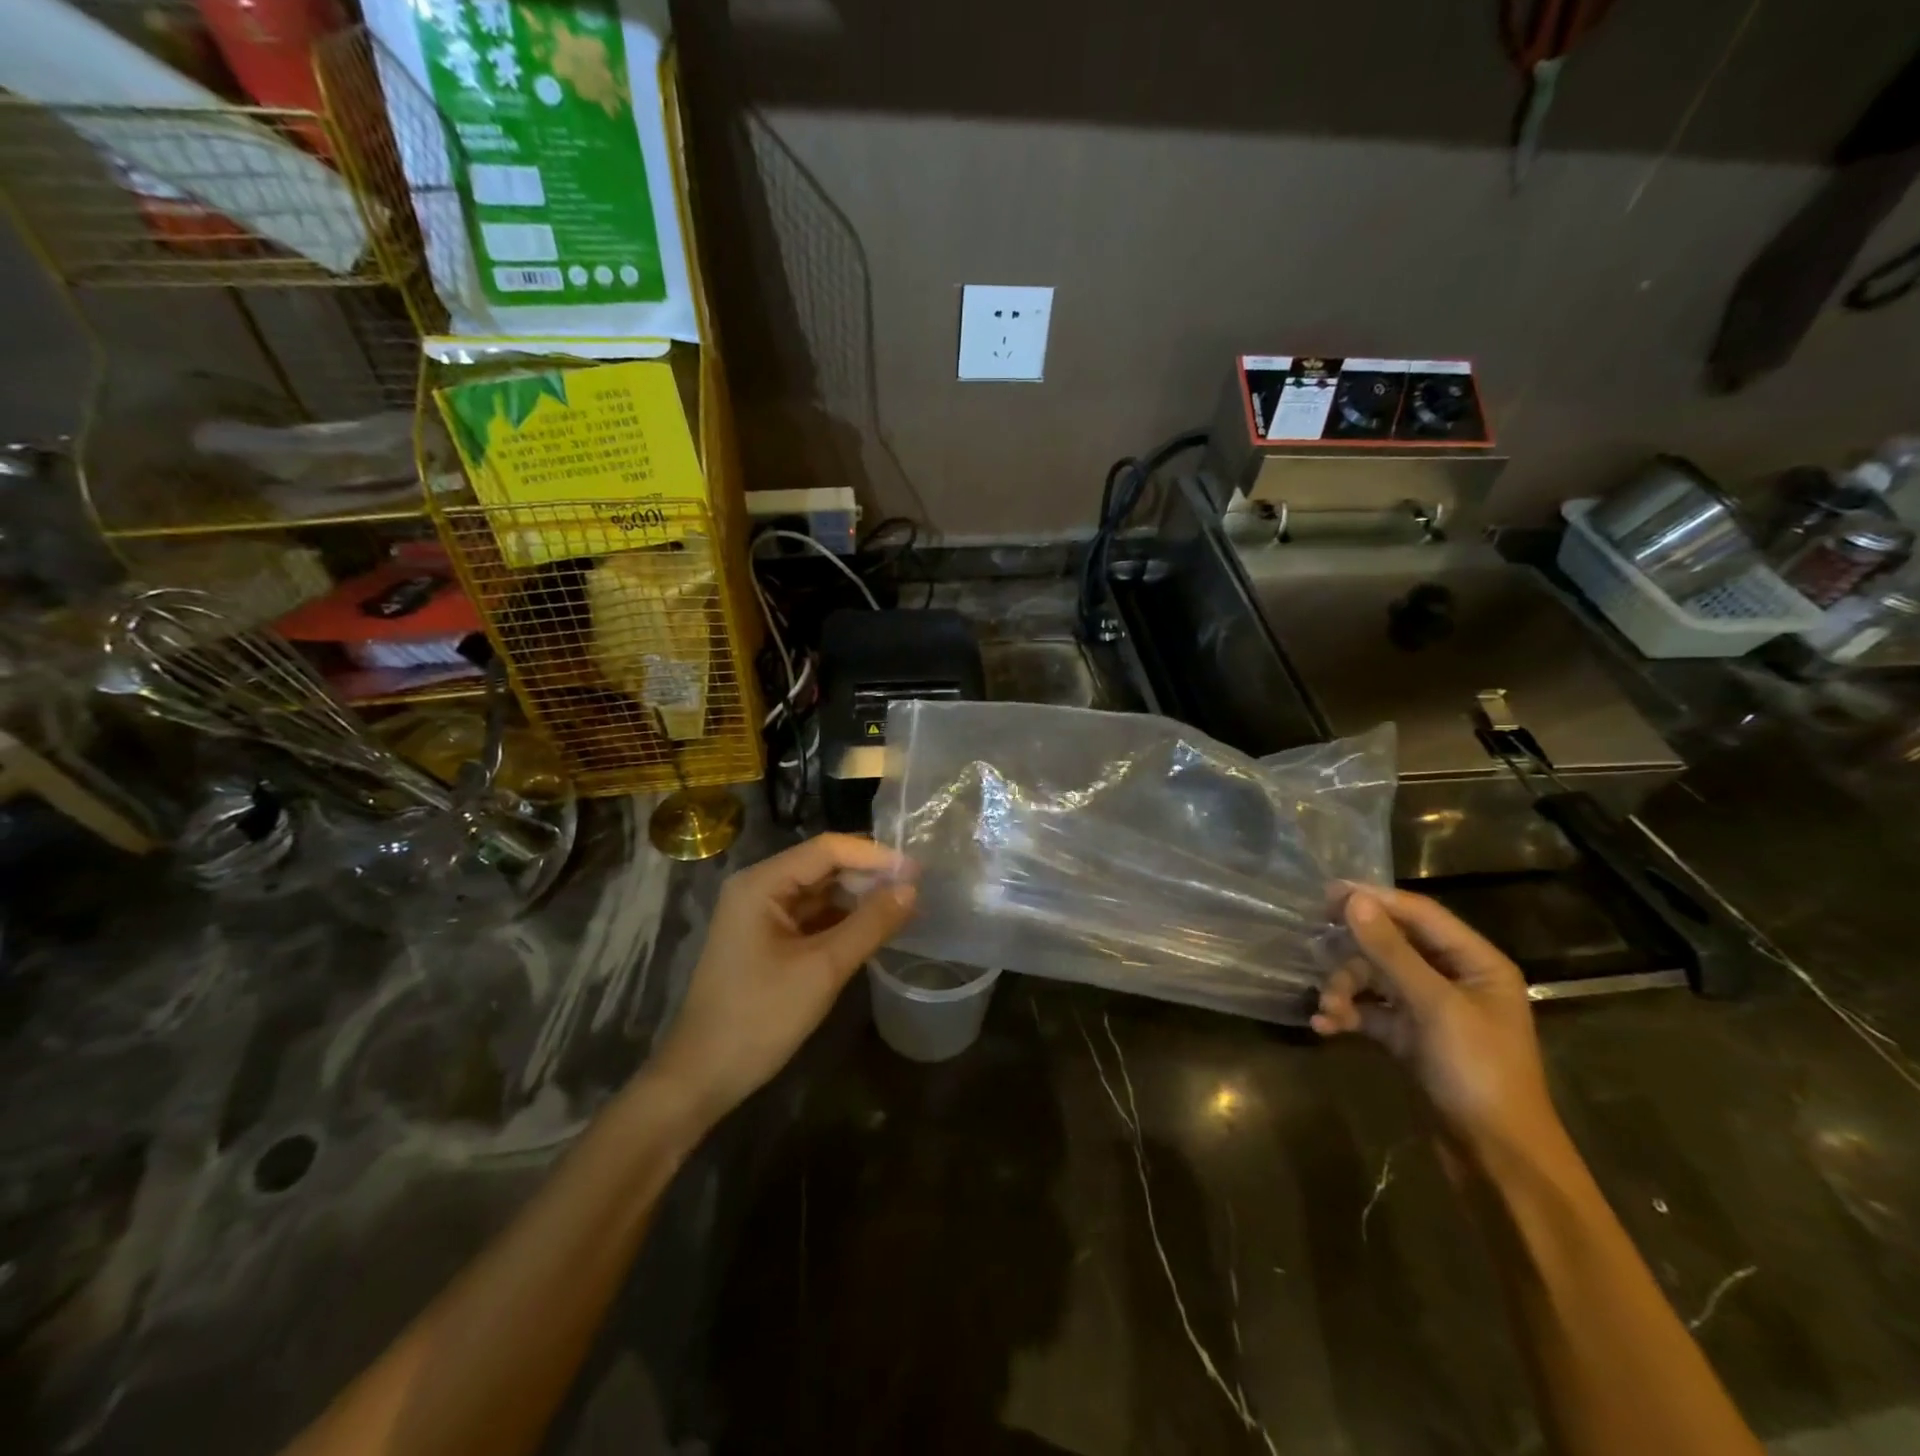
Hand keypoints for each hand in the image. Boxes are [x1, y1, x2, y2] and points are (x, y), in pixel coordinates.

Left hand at [648, 834, 916, 1123]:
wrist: (702, 1077)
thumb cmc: (760, 1017)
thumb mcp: (823, 969)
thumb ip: (870, 924)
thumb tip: (912, 889)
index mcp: (762, 883)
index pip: (828, 849)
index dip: (874, 855)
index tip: (918, 870)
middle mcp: (759, 887)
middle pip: (824, 866)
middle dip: (869, 875)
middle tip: (917, 890)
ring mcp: (761, 914)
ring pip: (821, 892)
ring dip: (859, 898)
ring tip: (905, 907)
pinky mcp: (767, 939)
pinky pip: (812, 916)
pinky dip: (843, 920)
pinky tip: (875, 928)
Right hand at [1312, 885, 1562, 1167]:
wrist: (1496, 1158)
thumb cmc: (1478, 1071)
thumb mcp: (1434, 1006)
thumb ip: (1391, 951)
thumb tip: (1353, 900)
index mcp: (1475, 963)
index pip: (1419, 914)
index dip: (1375, 900)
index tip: (1326, 893)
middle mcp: (1453, 979)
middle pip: (1391, 946)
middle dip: (1353, 953)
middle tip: (1314, 944)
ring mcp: (1430, 1009)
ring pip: (1374, 979)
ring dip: (1345, 989)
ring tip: (1327, 1008)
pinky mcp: (1409, 1037)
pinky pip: (1370, 1011)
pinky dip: (1348, 1015)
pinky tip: (1326, 1026)